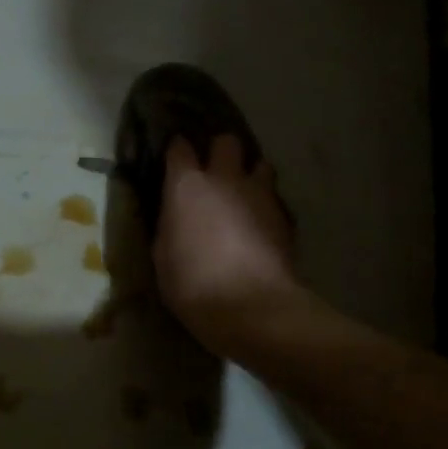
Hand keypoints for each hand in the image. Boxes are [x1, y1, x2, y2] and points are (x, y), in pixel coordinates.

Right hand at [153, 135, 305, 358]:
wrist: (251, 307)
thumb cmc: (192, 284)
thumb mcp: (163, 255)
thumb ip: (170, 225)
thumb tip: (176, 216)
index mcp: (186, 186)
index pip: (179, 148)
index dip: (177, 150)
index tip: (175, 159)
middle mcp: (224, 179)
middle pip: (226, 142)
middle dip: (219, 150)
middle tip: (214, 170)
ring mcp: (259, 195)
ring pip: (260, 163)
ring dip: (250, 173)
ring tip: (243, 193)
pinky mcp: (284, 216)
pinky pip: (273, 197)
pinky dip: (265, 203)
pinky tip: (259, 222)